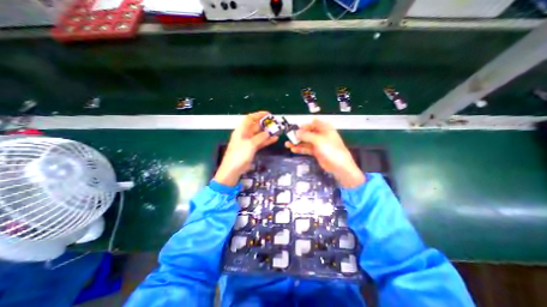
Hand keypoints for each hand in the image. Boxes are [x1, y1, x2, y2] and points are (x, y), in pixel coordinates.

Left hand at [213, 111, 278, 185]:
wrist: (233, 169)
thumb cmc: (239, 155)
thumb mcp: (250, 144)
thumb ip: (260, 137)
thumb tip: (268, 133)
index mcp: (241, 130)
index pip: (250, 118)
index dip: (259, 115)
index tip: (268, 114)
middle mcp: (245, 134)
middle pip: (256, 126)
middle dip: (265, 124)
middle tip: (275, 124)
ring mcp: (248, 142)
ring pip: (259, 134)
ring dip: (267, 133)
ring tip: (277, 131)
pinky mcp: (251, 148)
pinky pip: (260, 142)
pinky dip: (266, 140)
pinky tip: (274, 139)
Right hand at [284, 118, 364, 187]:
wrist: (338, 166)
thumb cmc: (330, 149)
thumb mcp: (318, 140)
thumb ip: (306, 135)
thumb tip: (296, 132)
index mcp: (325, 128)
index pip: (313, 123)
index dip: (305, 125)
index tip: (296, 129)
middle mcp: (321, 135)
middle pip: (308, 132)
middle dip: (298, 134)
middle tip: (289, 137)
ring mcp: (318, 144)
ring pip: (306, 141)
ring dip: (297, 142)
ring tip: (287, 144)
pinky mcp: (316, 152)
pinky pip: (306, 148)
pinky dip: (300, 149)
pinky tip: (293, 149)